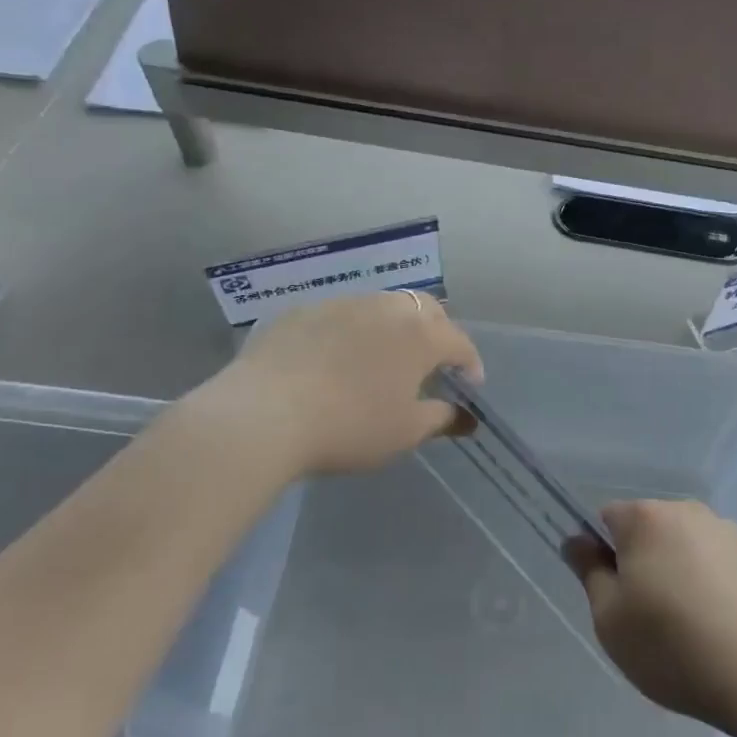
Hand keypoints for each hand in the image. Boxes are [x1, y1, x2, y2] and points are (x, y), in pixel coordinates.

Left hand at [213, 292, 482, 477]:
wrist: (265, 414)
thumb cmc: (349, 426)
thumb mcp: (404, 432)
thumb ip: (440, 418)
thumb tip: (464, 415)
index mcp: (419, 334)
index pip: (459, 342)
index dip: (471, 363)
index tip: (470, 386)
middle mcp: (386, 308)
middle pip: (425, 308)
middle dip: (437, 331)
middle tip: (432, 362)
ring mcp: (342, 304)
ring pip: (382, 305)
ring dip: (394, 326)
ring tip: (384, 356)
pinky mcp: (304, 310)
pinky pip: (341, 314)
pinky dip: (352, 330)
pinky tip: (337, 356)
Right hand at [565, 500, 736, 736]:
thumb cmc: (675, 647)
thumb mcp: (611, 620)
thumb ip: (589, 572)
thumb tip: (576, 540)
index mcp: (646, 519)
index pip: (608, 518)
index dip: (604, 554)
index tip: (615, 595)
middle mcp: (688, 512)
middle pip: (650, 529)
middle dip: (643, 561)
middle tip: (649, 616)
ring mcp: (730, 532)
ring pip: (688, 546)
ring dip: (681, 572)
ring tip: (692, 628)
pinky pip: (722, 564)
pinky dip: (715, 585)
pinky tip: (725, 628)